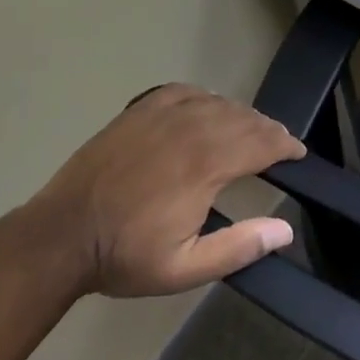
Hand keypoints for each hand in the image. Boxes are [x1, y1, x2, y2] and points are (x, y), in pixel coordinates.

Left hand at [25, 84, 304, 299]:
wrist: (61, 235)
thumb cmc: (124, 255)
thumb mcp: (184, 268)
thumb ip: (238, 247)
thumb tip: (285, 230)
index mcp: (205, 165)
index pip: (261, 143)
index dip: (286, 146)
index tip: (298, 153)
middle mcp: (190, 129)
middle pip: (244, 119)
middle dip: (269, 130)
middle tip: (280, 143)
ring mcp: (162, 115)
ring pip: (218, 103)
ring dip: (241, 115)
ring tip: (250, 129)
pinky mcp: (140, 110)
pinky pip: (186, 91)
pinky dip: (207, 98)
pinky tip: (209, 108)